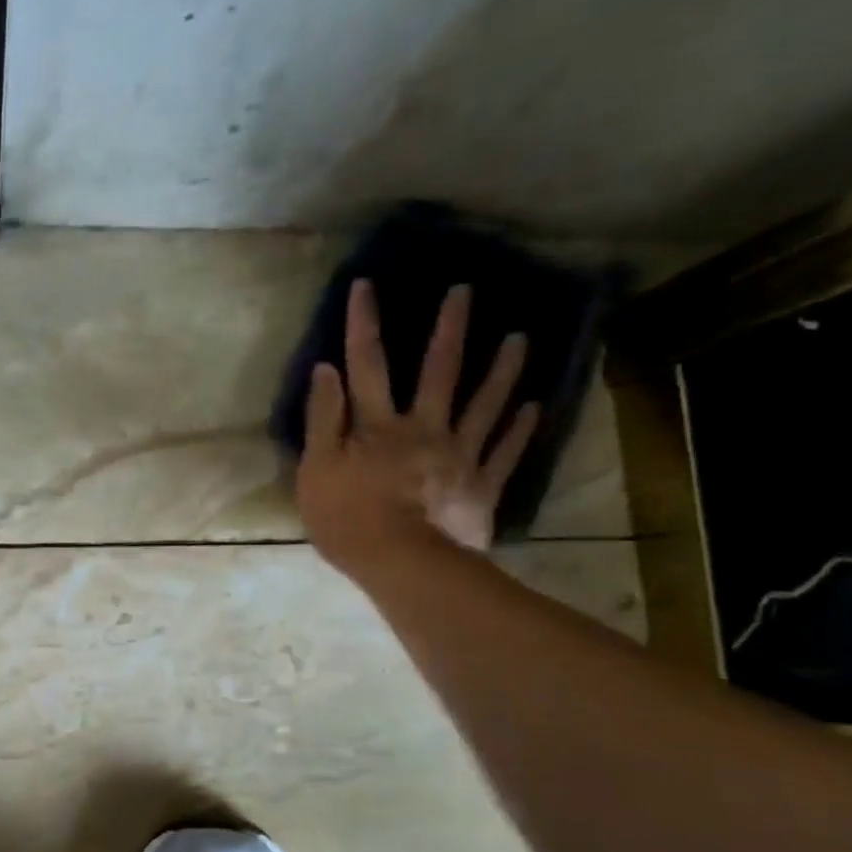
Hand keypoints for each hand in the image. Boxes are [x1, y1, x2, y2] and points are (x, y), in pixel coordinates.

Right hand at [297, 280, 538, 566]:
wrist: (403, 565)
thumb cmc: (348, 519)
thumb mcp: (317, 470)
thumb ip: (323, 420)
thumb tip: (326, 370)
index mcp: (379, 426)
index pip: (367, 365)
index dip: (364, 325)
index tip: (366, 285)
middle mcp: (424, 428)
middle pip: (438, 372)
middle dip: (449, 329)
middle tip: (465, 291)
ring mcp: (459, 456)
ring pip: (484, 405)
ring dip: (501, 370)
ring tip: (520, 338)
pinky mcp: (481, 486)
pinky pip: (505, 452)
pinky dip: (521, 429)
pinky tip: (535, 406)